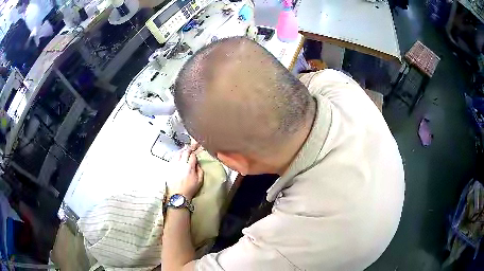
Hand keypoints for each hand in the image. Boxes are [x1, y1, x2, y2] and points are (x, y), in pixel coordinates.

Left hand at [169, 147, 203, 199]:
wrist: (177, 195)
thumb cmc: (190, 189)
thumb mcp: (199, 181)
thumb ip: (200, 170)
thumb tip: (198, 164)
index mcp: (190, 167)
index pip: (192, 155)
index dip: (195, 152)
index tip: (197, 150)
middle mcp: (181, 163)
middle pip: (185, 152)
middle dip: (189, 148)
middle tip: (193, 145)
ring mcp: (174, 164)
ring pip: (178, 153)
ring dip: (182, 150)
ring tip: (185, 148)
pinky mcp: (169, 167)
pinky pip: (173, 157)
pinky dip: (177, 154)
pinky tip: (178, 154)